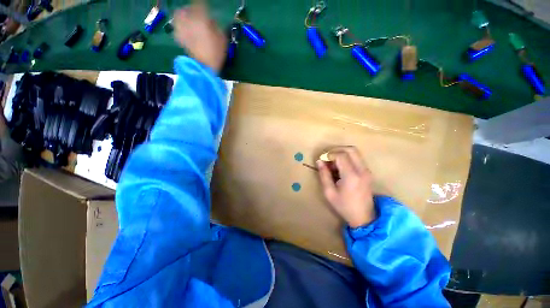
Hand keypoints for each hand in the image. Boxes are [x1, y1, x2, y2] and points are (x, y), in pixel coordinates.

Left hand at [173, 1, 226, 72]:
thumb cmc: (216, 53)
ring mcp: (183, 29)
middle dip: (190, 10)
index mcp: (201, 18)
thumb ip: (217, 27)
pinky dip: (179, 26)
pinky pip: (177, 28)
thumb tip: (211, 21)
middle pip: (186, 9)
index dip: (202, 5)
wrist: (205, 67)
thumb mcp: (222, 39)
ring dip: (182, 16)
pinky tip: (184, 30)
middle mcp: (189, 20)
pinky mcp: (180, 38)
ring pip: (178, 16)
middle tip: (196, 14)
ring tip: (188, 20)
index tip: (205, 6)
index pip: (200, 4)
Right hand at [317, 147, 375, 227]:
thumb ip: (324, 175)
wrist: (364, 217)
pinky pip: (357, 158)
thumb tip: (319, 161)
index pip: (341, 155)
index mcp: (351, 176)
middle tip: (327, 157)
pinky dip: (347, 158)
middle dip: (336, 150)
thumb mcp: (329, 192)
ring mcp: (367, 170)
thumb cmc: (344, 206)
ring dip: (342, 154)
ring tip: (332, 163)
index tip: (322, 160)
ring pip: (355, 152)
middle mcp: (361, 170)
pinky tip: (339, 167)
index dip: (329, 154)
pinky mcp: (367, 172)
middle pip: (351, 149)